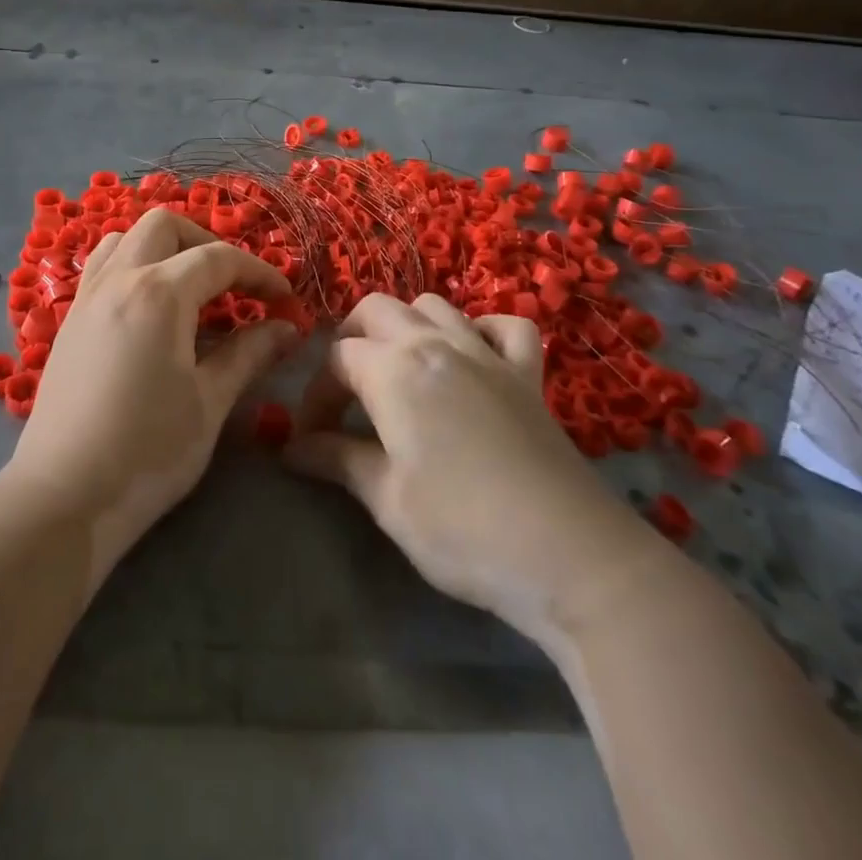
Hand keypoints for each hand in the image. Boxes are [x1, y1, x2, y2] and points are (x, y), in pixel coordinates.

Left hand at [7, 209, 296, 579]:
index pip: (219, 259)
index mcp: (158, 293)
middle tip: (234, 285)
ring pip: (126, 239)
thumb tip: (286, 327)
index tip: (285, 300)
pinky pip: (103, 267)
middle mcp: (119, 280)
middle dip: (207, 243)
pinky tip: (150, 310)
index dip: (260, 273)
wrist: (64, 497)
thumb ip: (248, 354)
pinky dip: (133, 266)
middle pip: (165, 226)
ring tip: (190, 290)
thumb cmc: (148, 451)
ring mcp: (87, 297)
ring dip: (164, 249)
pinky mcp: (69, 321)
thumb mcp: (210, 402)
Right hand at [286, 294, 667, 656]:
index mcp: (394, 369)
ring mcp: (487, 353)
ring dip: (406, 326)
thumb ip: (337, 460)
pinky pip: (504, 326)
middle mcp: (436, 343)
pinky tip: (473, 358)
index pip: (335, 360)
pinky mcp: (528, 374)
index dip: (315, 396)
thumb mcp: (387, 500)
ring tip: (399, 371)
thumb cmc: (463, 530)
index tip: (311, 440)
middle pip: (375, 310)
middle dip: (349, 341)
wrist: (569, 556)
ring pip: (433, 306)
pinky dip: (482, 330)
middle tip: (345, 394)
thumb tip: (292, 448)